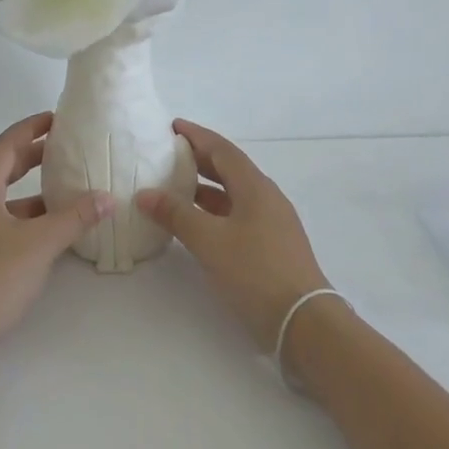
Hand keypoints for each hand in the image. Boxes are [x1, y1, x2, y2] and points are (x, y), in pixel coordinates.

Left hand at [0, 112, 113, 373]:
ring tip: (66, 187)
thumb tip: (107, 198)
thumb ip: (74, 218)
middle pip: (1, 168)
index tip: (57, 118)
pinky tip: (49, 229)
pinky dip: (25, 216)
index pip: (5, 146)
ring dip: (31, 190)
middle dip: (33, 155)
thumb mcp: (39, 246)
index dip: (30, 128)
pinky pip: (0, 221)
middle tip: (65, 148)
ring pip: (2, 198)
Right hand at [136, 119, 330, 350]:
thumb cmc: (255, 272)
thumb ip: (176, 214)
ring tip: (173, 188)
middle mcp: (266, 198)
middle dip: (198, 159)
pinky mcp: (271, 245)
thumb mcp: (209, 241)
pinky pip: (236, 215)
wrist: (303, 322)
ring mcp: (271, 223)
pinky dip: (212, 212)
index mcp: (255, 187)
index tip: (172, 127)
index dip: (197, 136)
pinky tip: (194, 224)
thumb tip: (145, 193)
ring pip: (232, 194)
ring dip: (204, 189)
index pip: (222, 150)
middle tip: (167, 154)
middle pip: (228, 169)